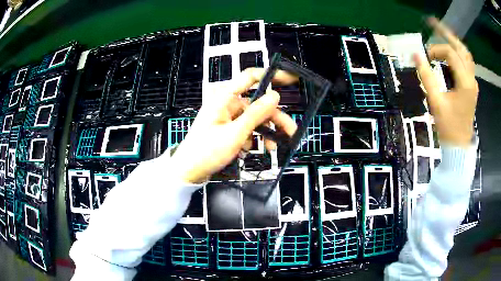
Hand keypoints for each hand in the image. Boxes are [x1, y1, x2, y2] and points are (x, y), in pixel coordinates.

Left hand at [170, 68, 297, 183]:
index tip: (290, 79)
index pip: (251, 77)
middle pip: (258, 104)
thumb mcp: (235, 133)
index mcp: (224, 98)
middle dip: (275, 118)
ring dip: (265, 131)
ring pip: (255, 118)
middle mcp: (227, 104)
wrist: (189, 171)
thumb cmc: (205, 152)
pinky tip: (250, 149)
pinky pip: (246, 128)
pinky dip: (253, 138)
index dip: (272, 75)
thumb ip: (256, 114)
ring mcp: (227, 117)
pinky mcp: (227, 128)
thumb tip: (274, 96)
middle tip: (290, 131)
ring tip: (271, 147)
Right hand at [414, 17, 478, 147]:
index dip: (435, 50)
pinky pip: (466, 64)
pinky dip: (458, 53)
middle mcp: (471, 79)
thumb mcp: (436, 103)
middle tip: (432, 22)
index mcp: (465, 82)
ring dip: (454, 42)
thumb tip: (416, 54)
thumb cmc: (448, 128)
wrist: (458, 147)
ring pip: (466, 55)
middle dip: (447, 33)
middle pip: (461, 48)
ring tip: (441, 33)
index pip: (450, 53)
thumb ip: (427, 77)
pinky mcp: (471, 87)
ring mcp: (472, 83)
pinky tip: (450, 52)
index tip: (424, 57)